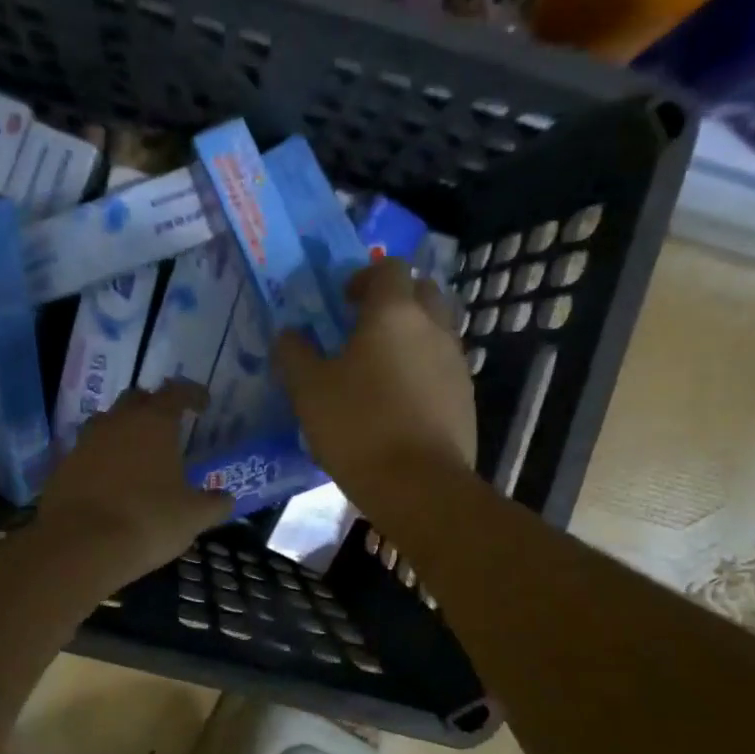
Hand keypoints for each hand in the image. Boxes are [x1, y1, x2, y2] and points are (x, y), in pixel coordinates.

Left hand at [36, 381, 232, 580]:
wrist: (81, 545)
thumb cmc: (148, 520)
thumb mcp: (194, 516)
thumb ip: (214, 503)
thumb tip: (225, 498)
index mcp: (154, 422)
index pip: (177, 392)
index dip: (193, 394)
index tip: (203, 404)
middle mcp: (117, 421)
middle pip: (137, 399)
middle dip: (154, 406)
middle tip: (168, 425)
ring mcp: (85, 441)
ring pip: (108, 423)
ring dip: (124, 430)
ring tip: (138, 452)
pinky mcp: (63, 465)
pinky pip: (88, 452)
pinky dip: (102, 458)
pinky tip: (111, 480)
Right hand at [273, 259, 475, 493]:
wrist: (419, 485)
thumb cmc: (358, 427)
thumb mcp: (308, 390)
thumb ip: (294, 354)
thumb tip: (288, 335)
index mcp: (394, 313)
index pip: (390, 267)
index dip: (365, 277)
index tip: (344, 301)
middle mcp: (433, 327)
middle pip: (423, 291)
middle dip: (396, 300)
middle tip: (365, 328)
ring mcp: (456, 362)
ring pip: (437, 330)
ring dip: (412, 336)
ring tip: (380, 369)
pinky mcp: (466, 397)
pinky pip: (443, 367)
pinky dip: (423, 370)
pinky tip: (400, 402)